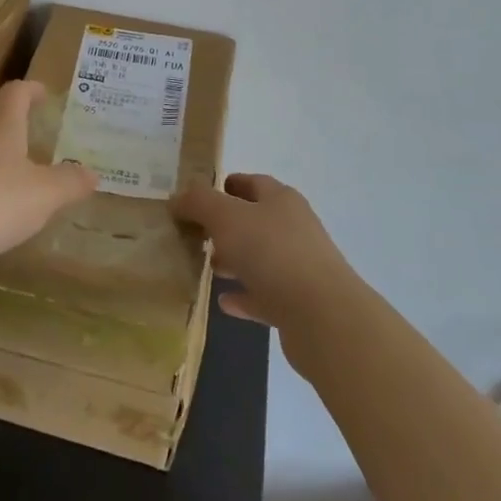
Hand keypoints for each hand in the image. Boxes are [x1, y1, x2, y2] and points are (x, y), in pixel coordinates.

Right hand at [171, 174, 357, 363]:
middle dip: (224, 225)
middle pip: (254, 220)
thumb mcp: (226, 217)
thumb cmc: (272, 252)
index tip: (196, 197)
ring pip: (259, 258)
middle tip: (194, 233)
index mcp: (281, 200)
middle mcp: (293, 228)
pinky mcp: (298, 305)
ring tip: (205, 266)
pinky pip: (264, 295)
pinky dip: (244, 295)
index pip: (251, 182)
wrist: (323, 318)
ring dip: (234, 260)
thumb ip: (199, 203)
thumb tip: (177, 197)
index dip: (224, 185)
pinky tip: (222, 301)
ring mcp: (299, 267)